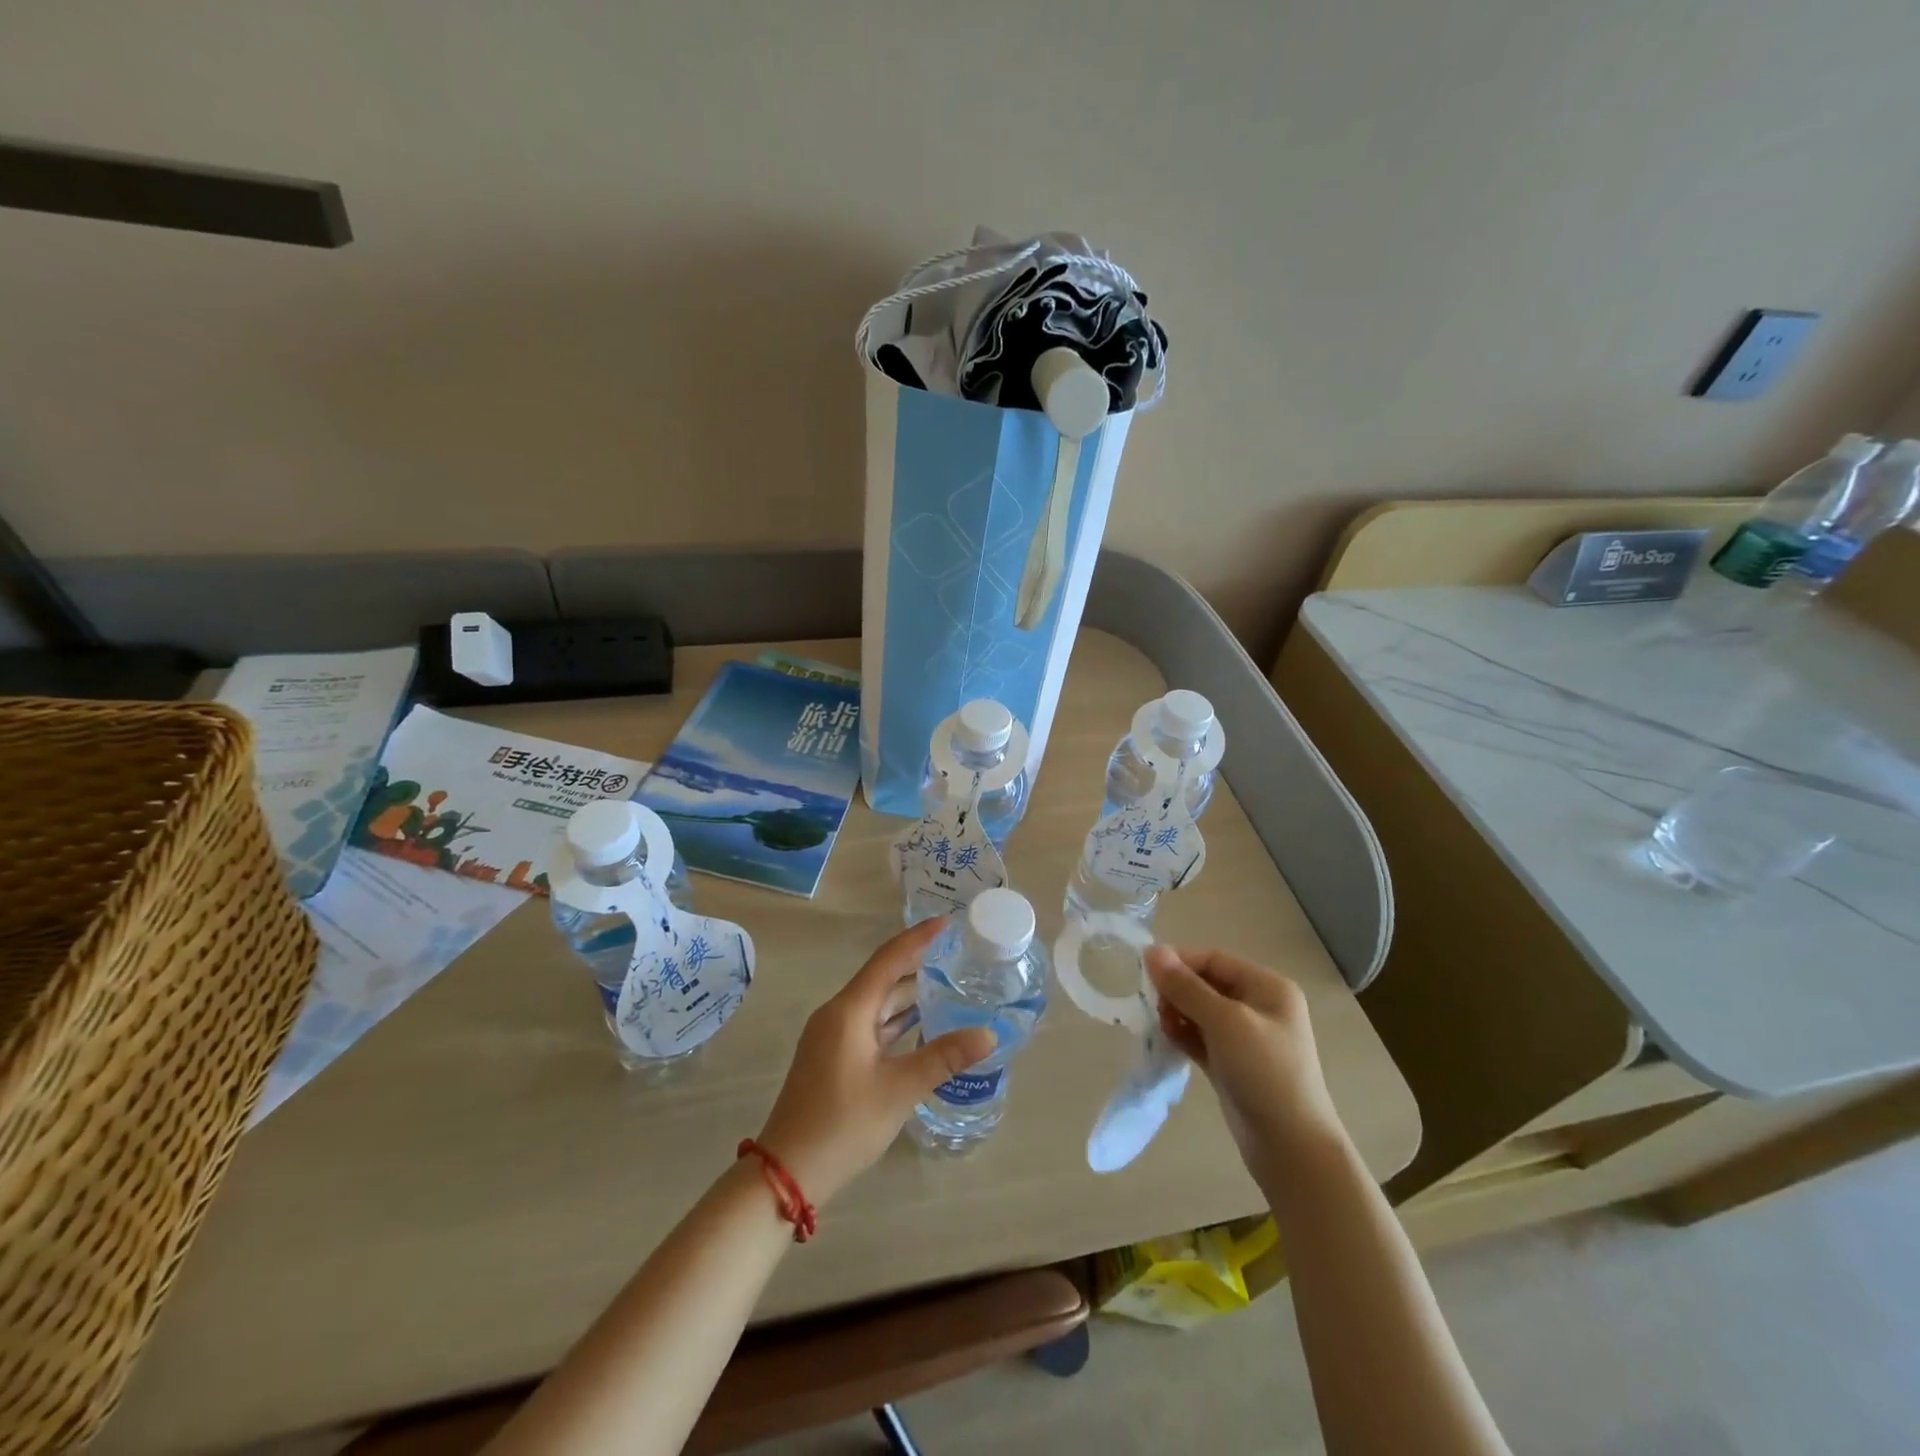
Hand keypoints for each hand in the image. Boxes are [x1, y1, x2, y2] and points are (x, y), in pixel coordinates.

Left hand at [756, 918, 995, 1205]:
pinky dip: (896, 1019)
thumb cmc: (843, 1124)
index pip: (889, 959)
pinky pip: (871, 1024)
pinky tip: (922, 1023)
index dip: (919, 938)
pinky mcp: (834, 1057)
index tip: (948, 921)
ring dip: (909, 993)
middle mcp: (839, 1013)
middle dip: (918, 963)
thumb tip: (988, 1034)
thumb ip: (944, 1057)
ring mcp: (833, 1036)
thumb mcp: (899, 1090)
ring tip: (949, 983)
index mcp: (849, 1010)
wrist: (787, 1172)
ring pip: (876, 1003)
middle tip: (957, 954)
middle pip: (882, 977)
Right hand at [1146, 946, 1345, 1184]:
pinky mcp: (1232, 1065)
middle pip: (1207, 984)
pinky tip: (1166, 1040)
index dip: (1180, 962)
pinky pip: (1201, 1038)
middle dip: (1177, 990)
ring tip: (1159, 1026)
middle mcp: (1259, 1007)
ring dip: (1177, 1013)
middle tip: (1151, 1005)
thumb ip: (1186, 986)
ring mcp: (1246, 1039)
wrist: (1292, 1148)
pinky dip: (1183, 1035)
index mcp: (1268, 988)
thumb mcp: (1225, 1021)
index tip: (1145, 974)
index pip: (1215, 960)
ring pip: (1201, 1012)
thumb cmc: (1264, 1072)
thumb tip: (1152, 950)